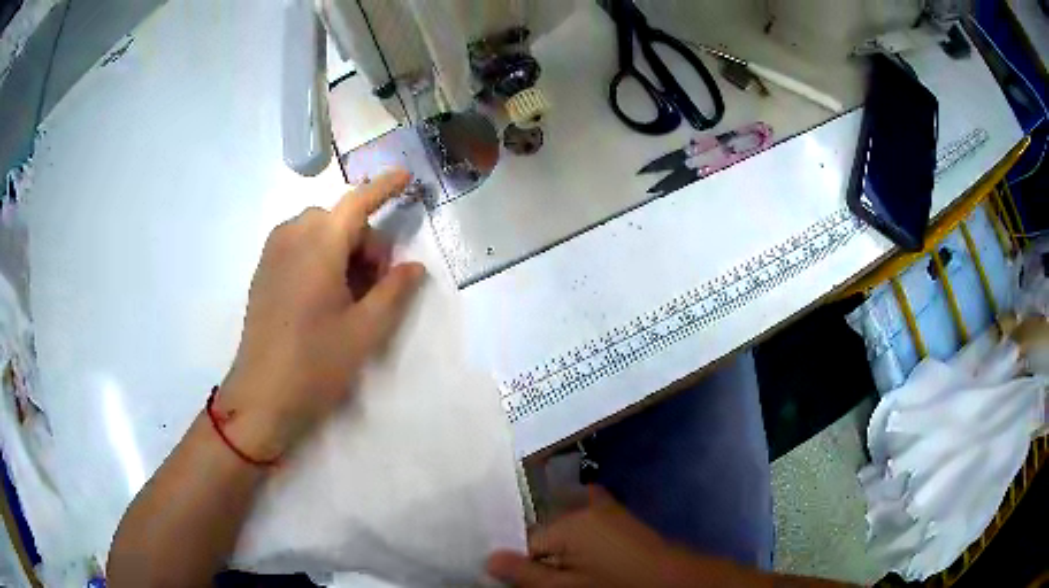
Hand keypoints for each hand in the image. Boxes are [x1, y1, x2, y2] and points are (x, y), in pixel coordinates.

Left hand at [217, 169, 424, 460]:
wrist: (261, 396)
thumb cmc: (316, 363)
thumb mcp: (366, 330)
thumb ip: (395, 291)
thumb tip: (413, 267)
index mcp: (319, 244)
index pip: (358, 202)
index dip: (384, 187)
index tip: (406, 177)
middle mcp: (292, 236)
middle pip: (340, 220)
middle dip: (365, 242)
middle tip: (374, 287)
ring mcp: (272, 252)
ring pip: (319, 231)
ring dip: (342, 249)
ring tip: (348, 295)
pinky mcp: (263, 271)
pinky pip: (298, 244)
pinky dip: (320, 256)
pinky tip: (323, 296)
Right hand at [487, 487, 746, 587]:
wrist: (677, 583)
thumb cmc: (618, 587)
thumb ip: (525, 575)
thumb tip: (488, 558)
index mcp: (568, 520)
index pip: (523, 541)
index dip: (519, 565)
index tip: (521, 584)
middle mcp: (584, 506)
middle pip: (542, 534)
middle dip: (538, 558)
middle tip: (548, 582)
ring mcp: (605, 511)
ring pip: (562, 533)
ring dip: (557, 554)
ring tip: (567, 576)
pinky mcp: (618, 520)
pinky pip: (583, 529)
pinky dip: (576, 547)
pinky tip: (584, 566)